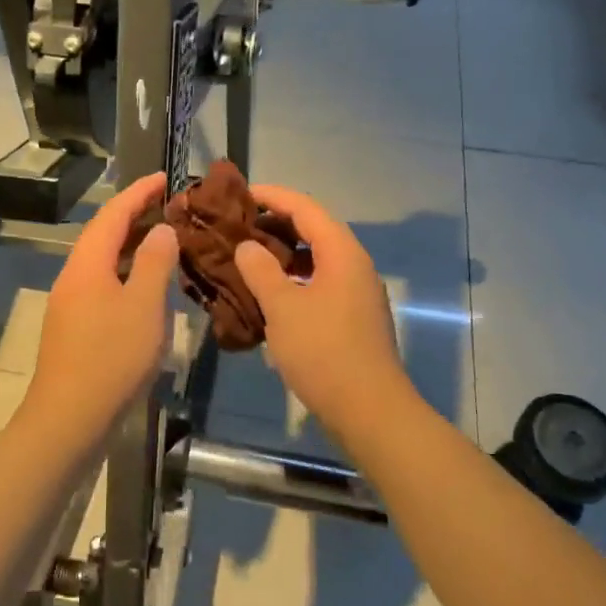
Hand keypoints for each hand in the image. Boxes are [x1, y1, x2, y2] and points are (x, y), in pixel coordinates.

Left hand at [22, 172, 178, 445]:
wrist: (68, 420)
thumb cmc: (112, 357)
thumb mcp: (144, 305)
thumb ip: (154, 262)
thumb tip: (161, 229)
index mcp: (87, 264)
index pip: (113, 213)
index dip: (139, 192)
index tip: (164, 177)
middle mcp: (73, 277)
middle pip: (103, 234)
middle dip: (134, 215)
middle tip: (170, 207)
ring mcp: (70, 304)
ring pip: (103, 262)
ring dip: (131, 246)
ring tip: (164, 241)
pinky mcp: (74, 329)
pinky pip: (102, 285)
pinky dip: (126, 274)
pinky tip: (147, 288)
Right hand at [233, 186, 414, 431]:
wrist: (369, 411)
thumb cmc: (324, 351)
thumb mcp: (283, 307)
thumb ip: (261, 270)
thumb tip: (247, 246)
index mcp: (341, 252)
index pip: (305, 207)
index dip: (272, 196)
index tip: (240, 193)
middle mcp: (353, 265)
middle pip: (312, 229)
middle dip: (274, 224)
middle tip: (237, 226)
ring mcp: (356, 292)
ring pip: (315, 259)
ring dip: (282, 254)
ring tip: (245, 257)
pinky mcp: (352, 318)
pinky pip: (318, 283)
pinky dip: (292, 280)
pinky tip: (266, 295)